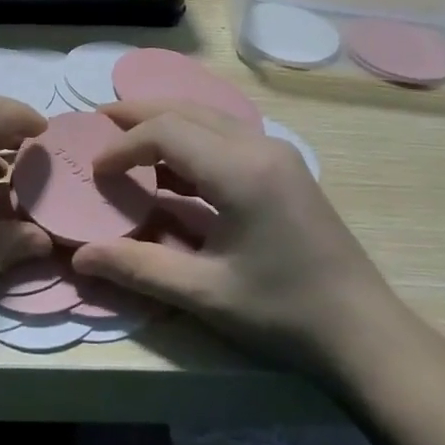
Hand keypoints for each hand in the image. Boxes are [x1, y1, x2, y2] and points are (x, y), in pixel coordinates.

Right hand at [72, 101, 402, 373]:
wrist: (364, 334)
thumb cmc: (283, 312)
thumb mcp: (205, 293)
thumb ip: (138, 267)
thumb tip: (79, 257)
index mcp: (240, 170)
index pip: (166, 132)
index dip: (123, 145)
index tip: (94, 171)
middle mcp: (260, 146)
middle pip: (186, 110)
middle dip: (138, 115)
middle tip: (97, 124)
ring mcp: (277, 154)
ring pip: (208, 118)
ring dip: (165, 123)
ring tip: (127, 138)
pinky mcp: (285, 169)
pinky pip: (226, 136)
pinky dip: (190, 140)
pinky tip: (172, 167)